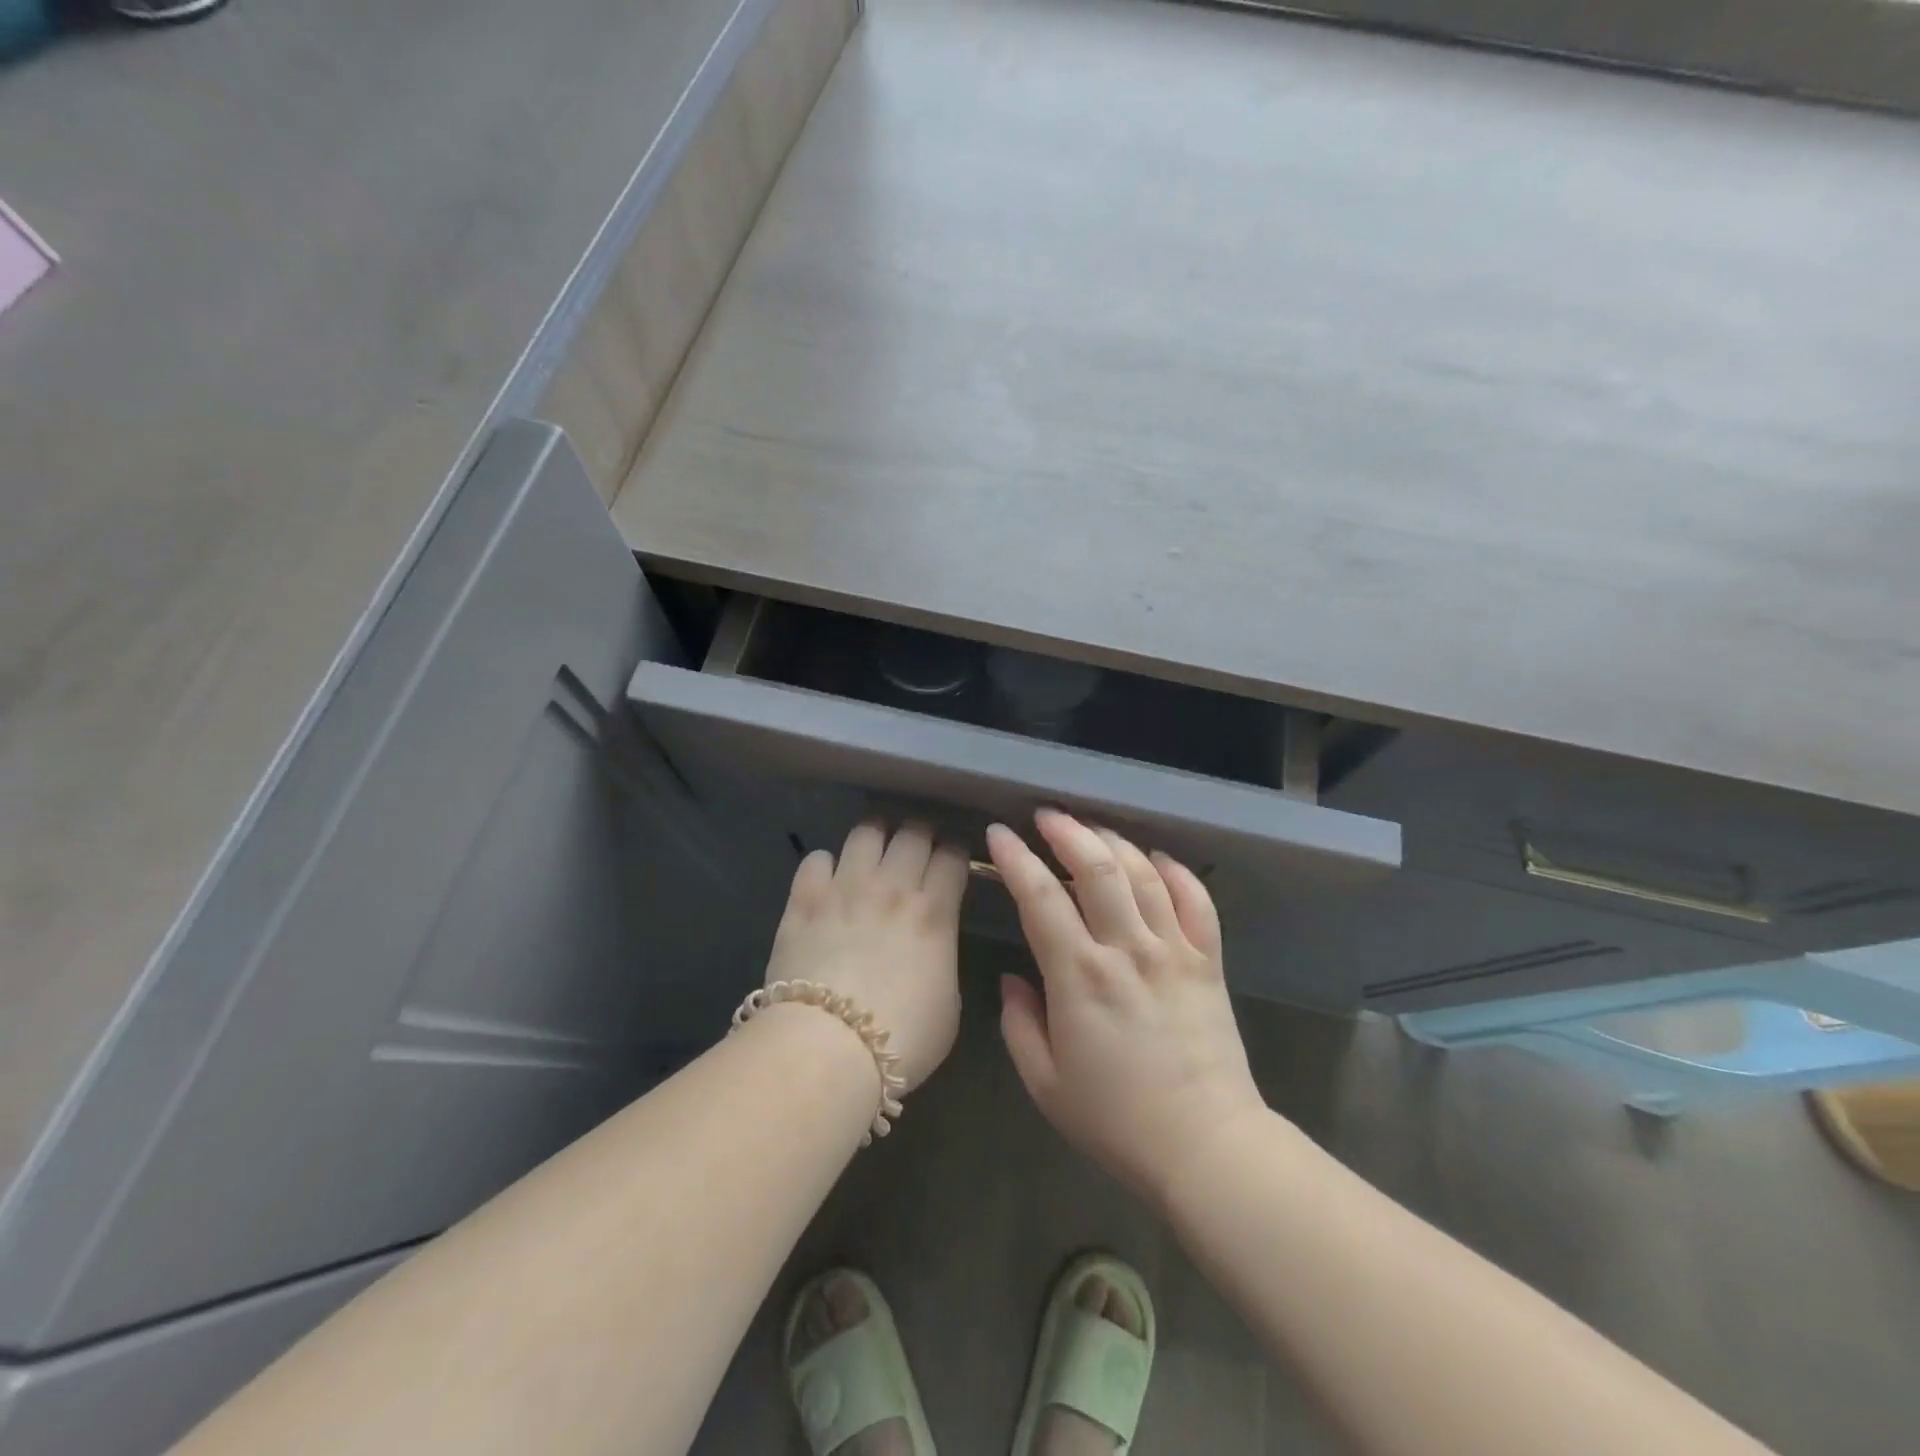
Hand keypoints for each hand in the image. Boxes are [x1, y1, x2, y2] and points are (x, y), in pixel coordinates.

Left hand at [763, 820, 968, 1091]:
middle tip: (918, 847)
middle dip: (921, 833)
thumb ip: (943, 958)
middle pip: (913, 832)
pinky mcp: (804, 900)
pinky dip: (825, 864)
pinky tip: (827, 878)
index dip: (956, 851)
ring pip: (865, 832)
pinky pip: (816, 859)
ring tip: (874, 849)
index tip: (953, 858)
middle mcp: (892, 886)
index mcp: (934, 911)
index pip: (952, 856)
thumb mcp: (949, 1003)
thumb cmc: (902, 1037)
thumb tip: (933, 945)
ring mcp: (845, 888)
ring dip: (876, 836)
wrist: (827, 1048)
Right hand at [990, 809, 1266, 1204]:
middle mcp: (1127, 949)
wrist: (1205, 1146)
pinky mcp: (1209, 961)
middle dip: (1067, 831)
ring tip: (1091, 828)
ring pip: (1143, 873)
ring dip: (1114, 840)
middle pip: (1097, 867)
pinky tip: (1157, 858)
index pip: (1040, 896)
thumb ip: (1019, 1023)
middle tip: (1046, 815)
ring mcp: (1173, 950)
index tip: (999, 834)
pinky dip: (1176, 871)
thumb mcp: (1045, 1083)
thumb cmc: (1116, 1120)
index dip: (1015, 859)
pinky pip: (1196, 900)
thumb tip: (1012, 977)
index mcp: (1079, 976)